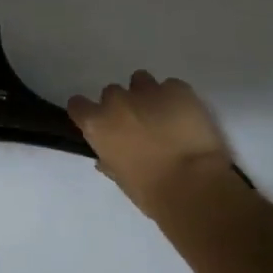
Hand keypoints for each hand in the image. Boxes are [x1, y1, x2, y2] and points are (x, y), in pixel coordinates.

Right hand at [68, 72, 237, 219]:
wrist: (194, 185)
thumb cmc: (151, 191)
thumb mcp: (121, 179)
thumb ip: (110, 160)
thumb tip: (106, 157)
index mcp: (97, 124)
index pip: (78, 105)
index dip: (88, 113)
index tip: (100, 123)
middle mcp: (118, 101)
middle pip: (112, 93)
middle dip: (123, 106)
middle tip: (139, 126)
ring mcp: (148, 91)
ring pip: (141, 81)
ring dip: (147, 95)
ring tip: (164, 116)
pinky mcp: (178, 89)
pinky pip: (172, 87)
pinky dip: (175, 98)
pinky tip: (186, 117)